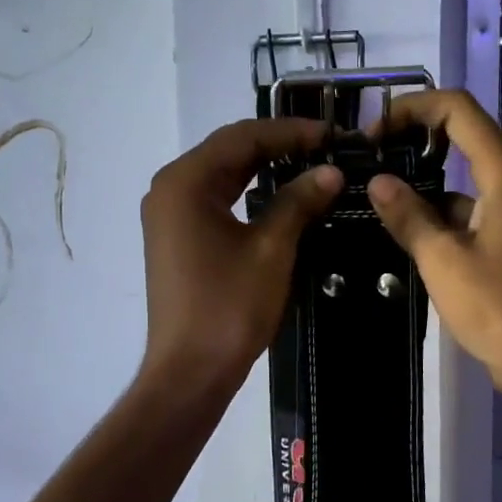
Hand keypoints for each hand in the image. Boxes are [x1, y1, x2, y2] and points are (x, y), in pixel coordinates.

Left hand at [140, 118, 341, 394]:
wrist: (190, 370)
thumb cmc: (229, 307)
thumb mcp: (271, 250)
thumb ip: (299, 202)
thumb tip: (331, 171)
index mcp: (185, 181)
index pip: (242, 137)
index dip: (291, 131)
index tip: (332, 135)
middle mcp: (170, 188)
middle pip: (229, 150)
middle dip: (278, 145)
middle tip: (325, 147)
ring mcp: (169, 214)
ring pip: (222, 174)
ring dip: (264, 166)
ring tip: (309, 164)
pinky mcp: (177, 237)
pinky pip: (215, 199)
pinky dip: (247, 191)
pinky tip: (278, 194)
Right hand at [365, 90, 501, 398]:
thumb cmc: (499, 308)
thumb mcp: (443, 260)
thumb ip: (409, 216)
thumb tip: (377, 181)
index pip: (458, 110)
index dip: (413, 108)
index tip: (375, 132)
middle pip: (462, 135)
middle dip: (415, 136)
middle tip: (370, 155)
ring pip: (462, 176)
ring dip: (423, 178)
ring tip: (376, 192)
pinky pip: (468, 208)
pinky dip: (437, 211)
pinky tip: (404, 230)